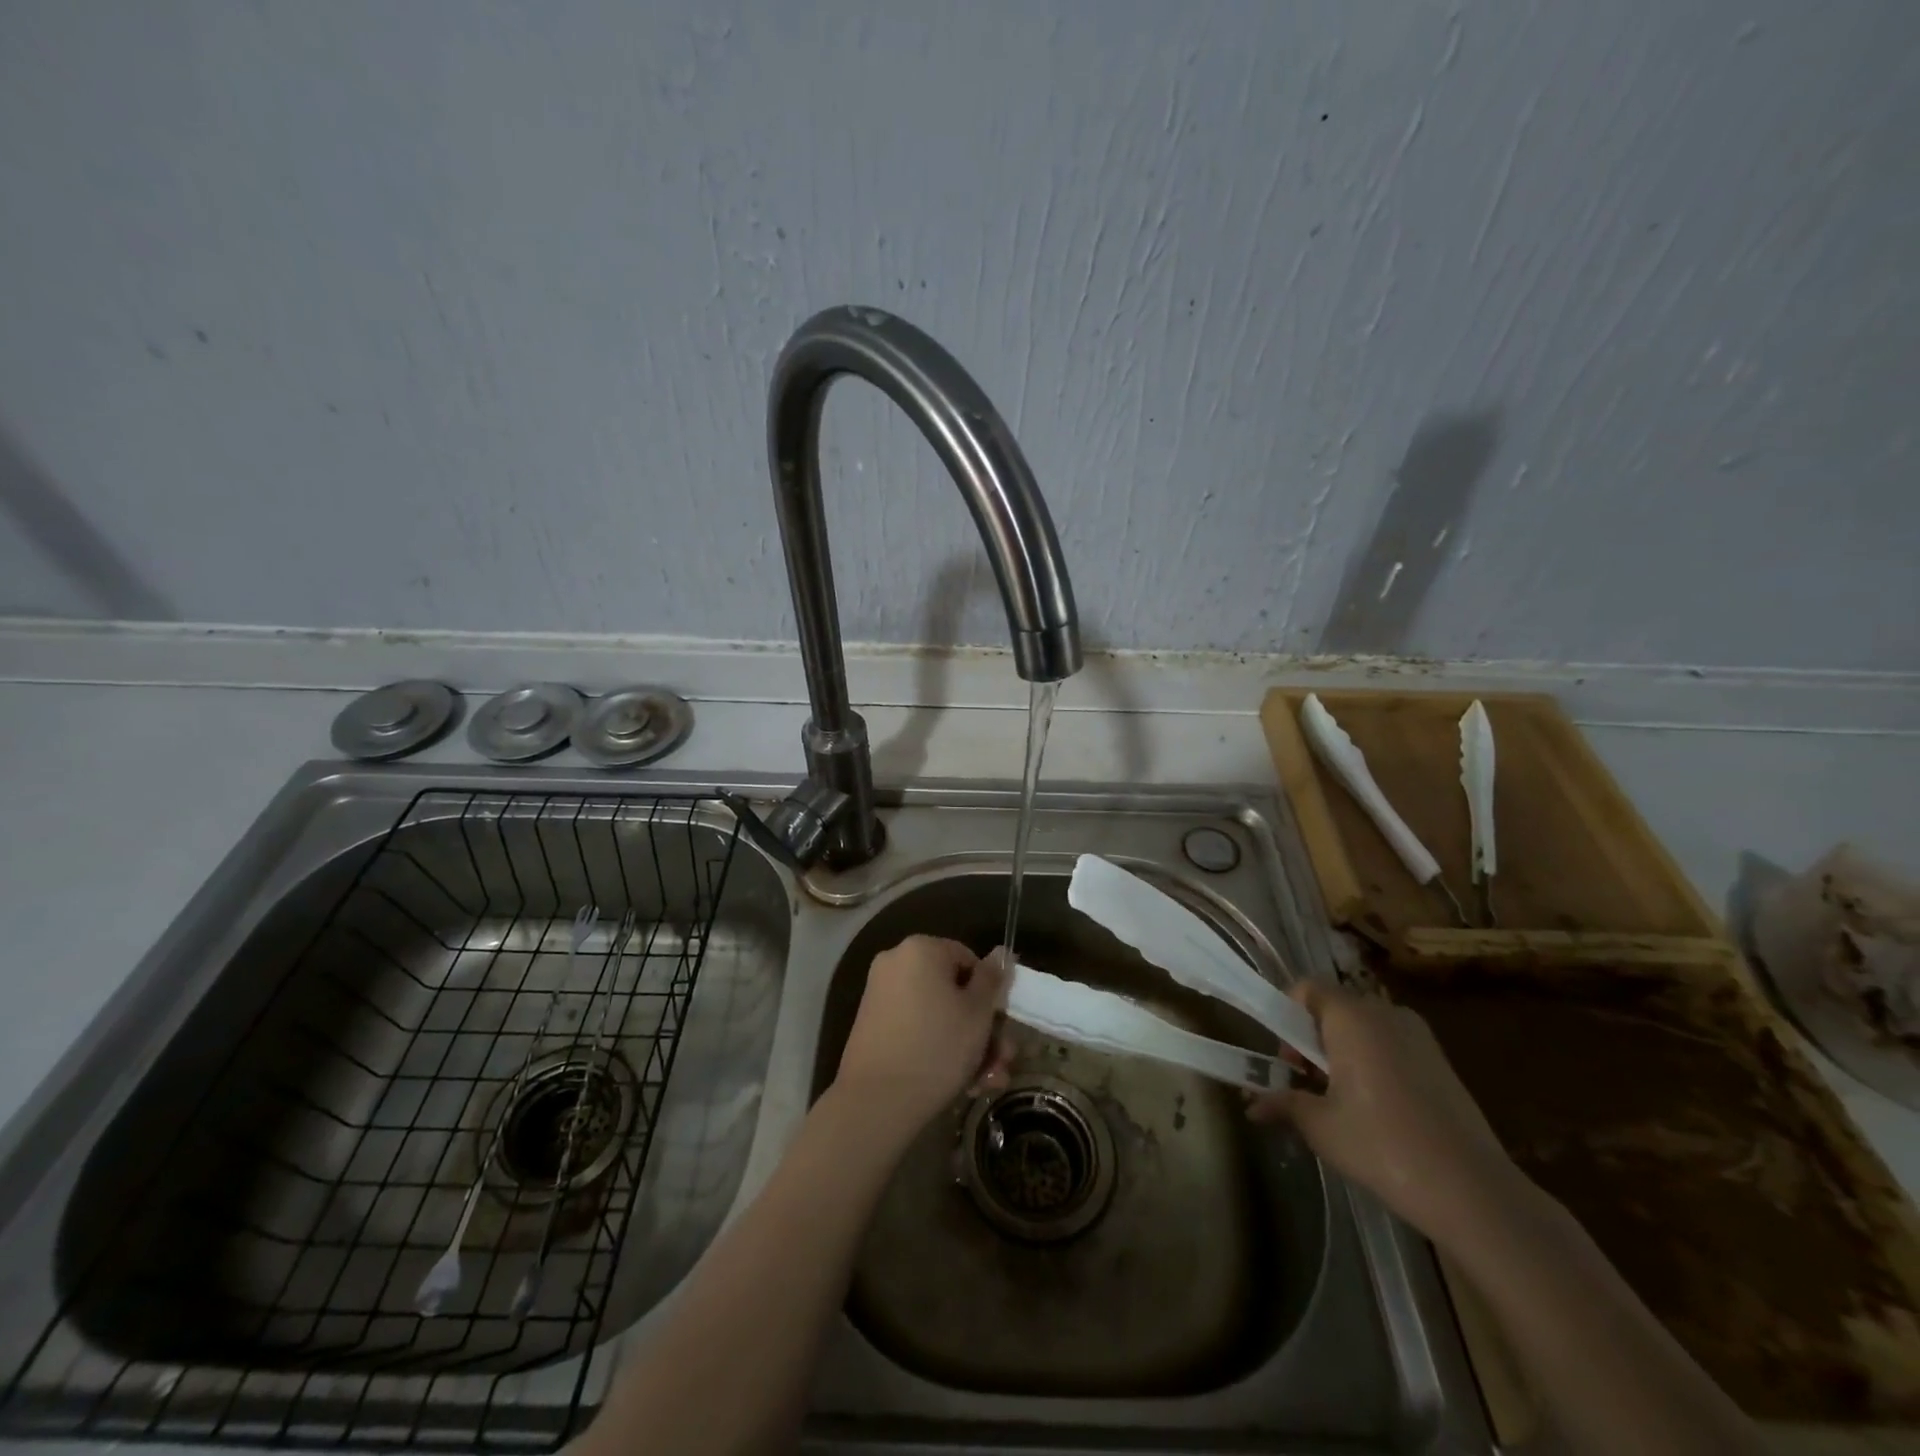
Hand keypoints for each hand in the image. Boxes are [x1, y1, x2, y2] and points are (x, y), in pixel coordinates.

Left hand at [833, 936, 1012, 1140]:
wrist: (876, 1102)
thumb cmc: (937, 1047)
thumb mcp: (978, 1012)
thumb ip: (992, 979)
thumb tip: (1000, 952)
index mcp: (921, 949)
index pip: (968, 959)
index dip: (989, 991)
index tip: (1001, 1024)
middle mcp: (896, 963)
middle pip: (952, 990)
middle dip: (982, 1027)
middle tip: (1001, 1061)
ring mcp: (880, 995)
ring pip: (937, 1013)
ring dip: (966, 1044)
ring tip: (986, 1081)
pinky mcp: (872, 1026)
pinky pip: (915, 1028)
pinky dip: (938, 1048)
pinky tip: (963, 1083)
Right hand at [1247, 980, 1520, 1246]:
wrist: (1474, 1192)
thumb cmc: (1384, 1147)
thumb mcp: (1321, 1127)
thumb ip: (1283, 1104)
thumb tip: (1251, 1106)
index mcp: (1352, 1017)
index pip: (1306, 988)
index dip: (1286, 1015)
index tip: (1288, 1061)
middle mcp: (1385, 1013)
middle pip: (1334, 1008)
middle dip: (1312, 1040)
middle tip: (1308, 1085)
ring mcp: (1418, 1035)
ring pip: (1363, 1028)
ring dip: (1342, 1053)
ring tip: (1342, 1103)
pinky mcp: (1441, 1060)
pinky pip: (1390, 1045)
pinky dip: (1372, 1064)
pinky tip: (1378, 1111)